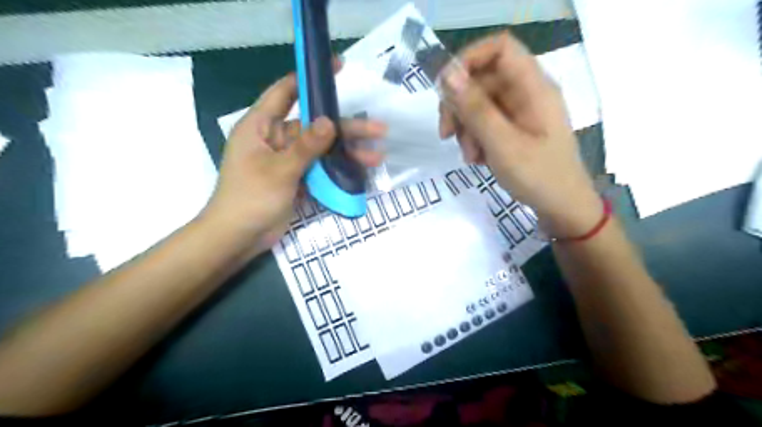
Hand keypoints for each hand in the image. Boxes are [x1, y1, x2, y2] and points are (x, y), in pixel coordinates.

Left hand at [201, 71, 383, 253]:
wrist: (239, 238)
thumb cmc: (250, 199)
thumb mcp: (279, 170)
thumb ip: (305, 146)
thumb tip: (330, 121)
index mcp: (261, 126)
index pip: (286, 92)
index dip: (310, 77)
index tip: (337, 68)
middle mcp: (277, 138)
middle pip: (316, 126)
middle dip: (347, 128)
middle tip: (379, 129)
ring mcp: (289, 160)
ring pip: (323, 149)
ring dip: (349, 152)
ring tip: (378, 156)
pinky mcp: (298, 178)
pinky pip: (322, 168)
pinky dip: (339, 169)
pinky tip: (361, 172)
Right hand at [438, 31, 605, 238]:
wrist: (561, 207)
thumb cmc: (538, 176)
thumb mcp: (502, 144)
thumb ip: (475, 109)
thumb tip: (447, 75)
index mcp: (532, 87)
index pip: (499, 48)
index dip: (469, 59)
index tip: (445, 88)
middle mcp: (526, 93)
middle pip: (482, 79)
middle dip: (459, 106)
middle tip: (446, 135)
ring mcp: (520, 111)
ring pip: (479, 104)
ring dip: (465, 128)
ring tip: (470, 157)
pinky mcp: (514, 128)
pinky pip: (485, 122)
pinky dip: (474, 138)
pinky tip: (477, 159)